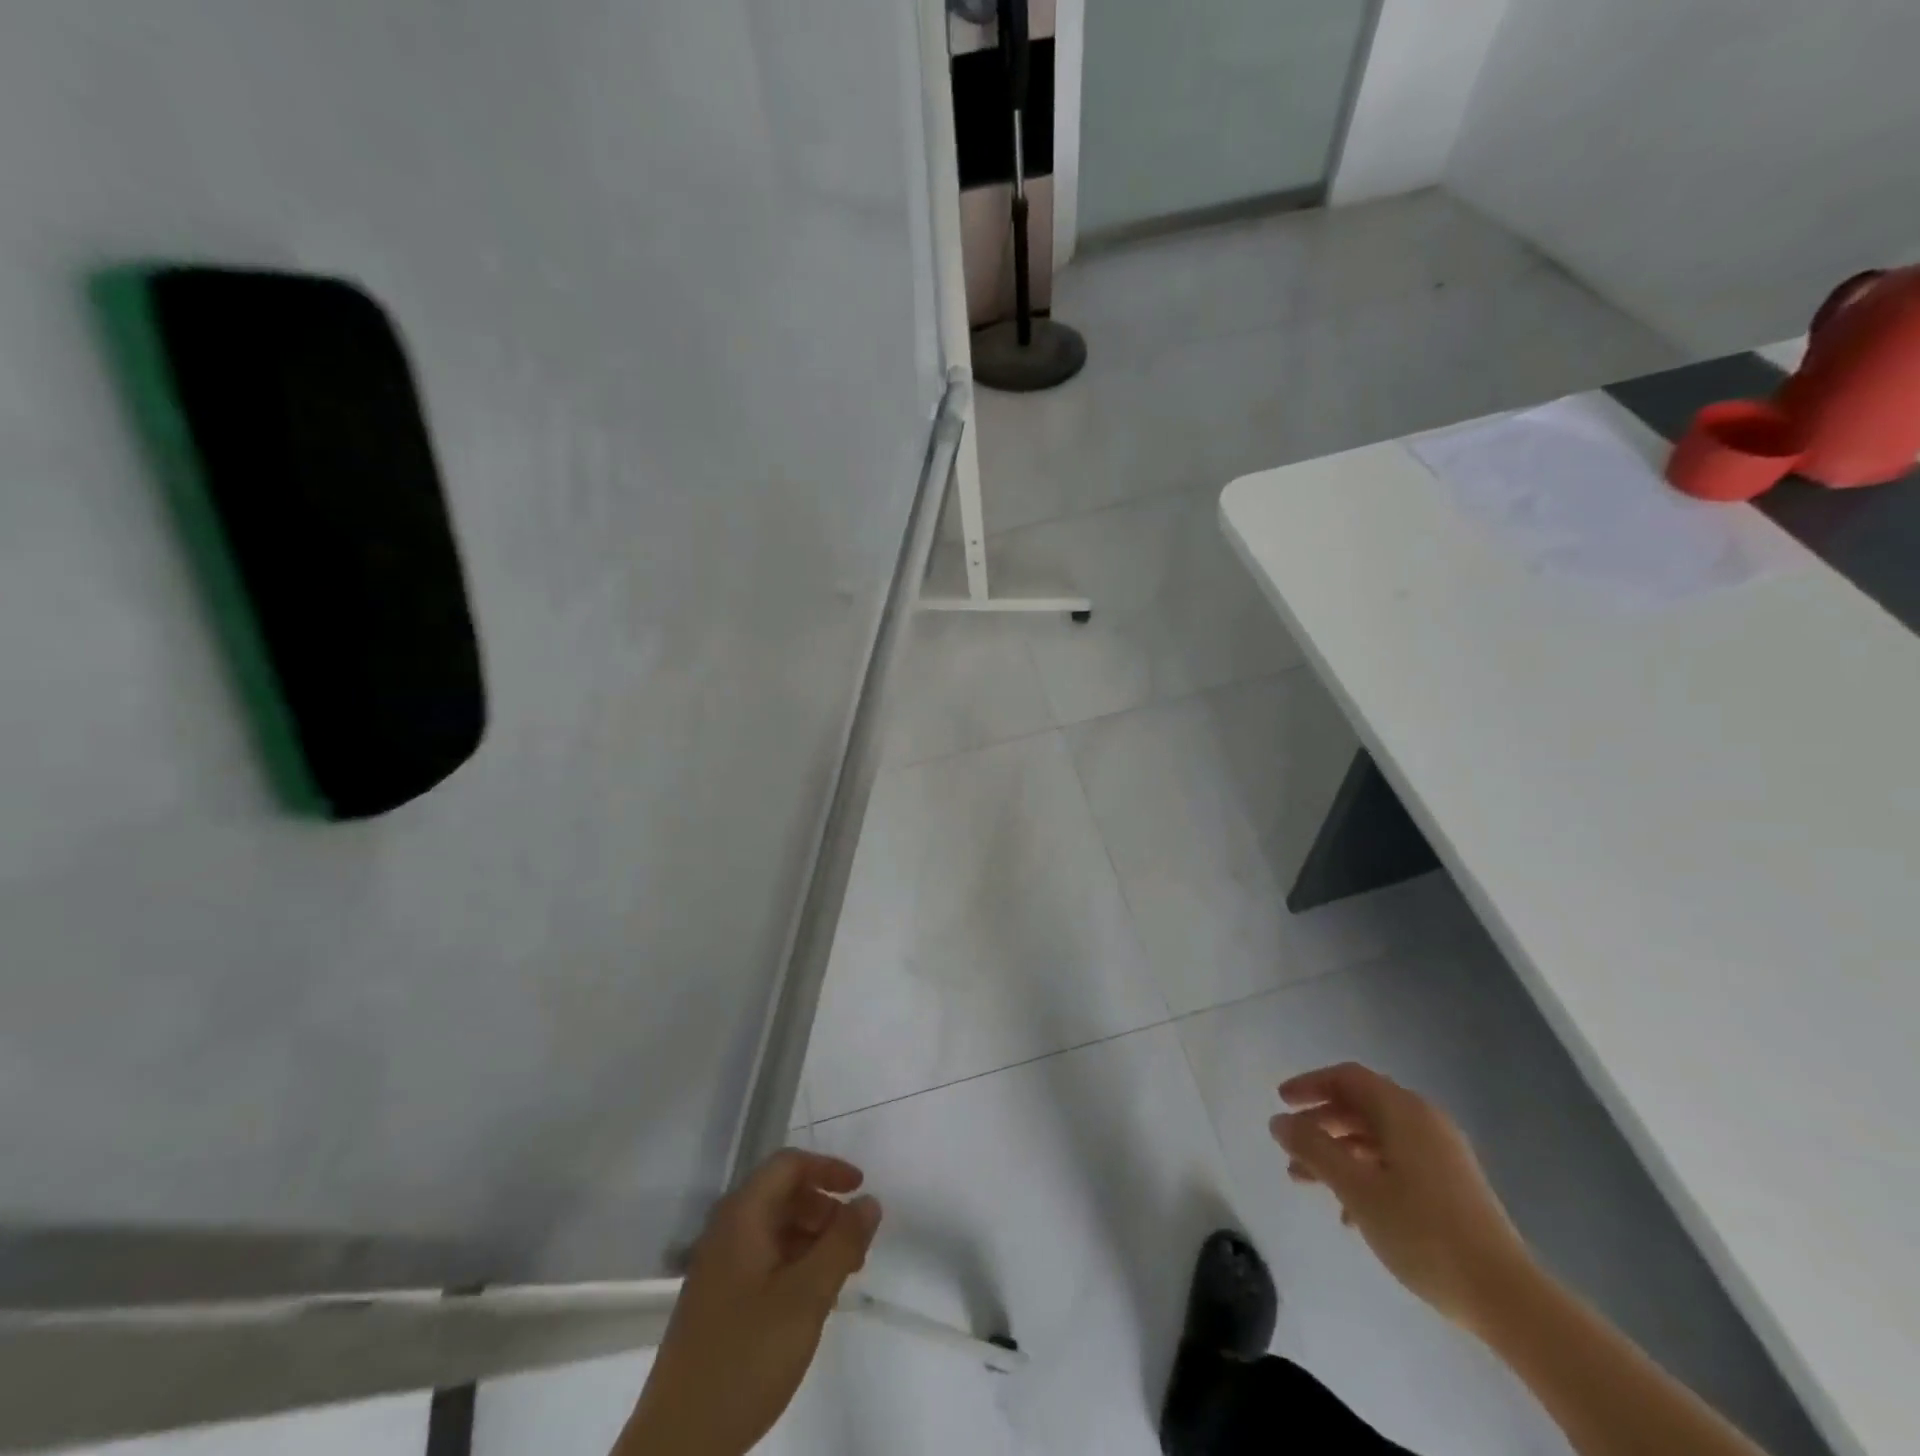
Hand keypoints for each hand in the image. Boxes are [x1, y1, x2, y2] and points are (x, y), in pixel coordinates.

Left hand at [622, 1150, 881, 1455]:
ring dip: (811, 1238)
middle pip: (781, 1195)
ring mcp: (717, 1268)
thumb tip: (869, 1201)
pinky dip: (794, 1263)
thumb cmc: (746, 1357)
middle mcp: (725, 1232)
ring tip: (842, 1274)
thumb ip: (842, 1243)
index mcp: (741, 1217)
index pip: (788, 1165)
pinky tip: (811, 1300)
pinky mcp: (716, 1302)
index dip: (827, 1168)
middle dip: (823, 1208)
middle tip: (855, 1243)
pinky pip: (762, 1259)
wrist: (677, 1445)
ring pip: (773, 1229)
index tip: (860, 1188)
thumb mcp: (806, 1297)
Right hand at [1270, 1062, 1533, 1330]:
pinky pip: (1397, 1163)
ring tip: (1307, 1184)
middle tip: (1290, 1148)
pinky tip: (1349, 1214)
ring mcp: (1442, 1155)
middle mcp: (1424, 1122)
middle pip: (1360, 1107)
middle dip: (1320, 1125)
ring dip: (1338, 1153)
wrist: (1507, 1297)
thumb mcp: (1356, 1188)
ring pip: (1376, 1138)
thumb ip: (1313, 1148)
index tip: (1281, 1102)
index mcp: (1403, 1111)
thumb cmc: (1422, 1232)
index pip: (1347, 1078)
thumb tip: (1278, 1121)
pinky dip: (1366, 1174)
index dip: (1310, 1085)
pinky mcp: (1452, 1187)